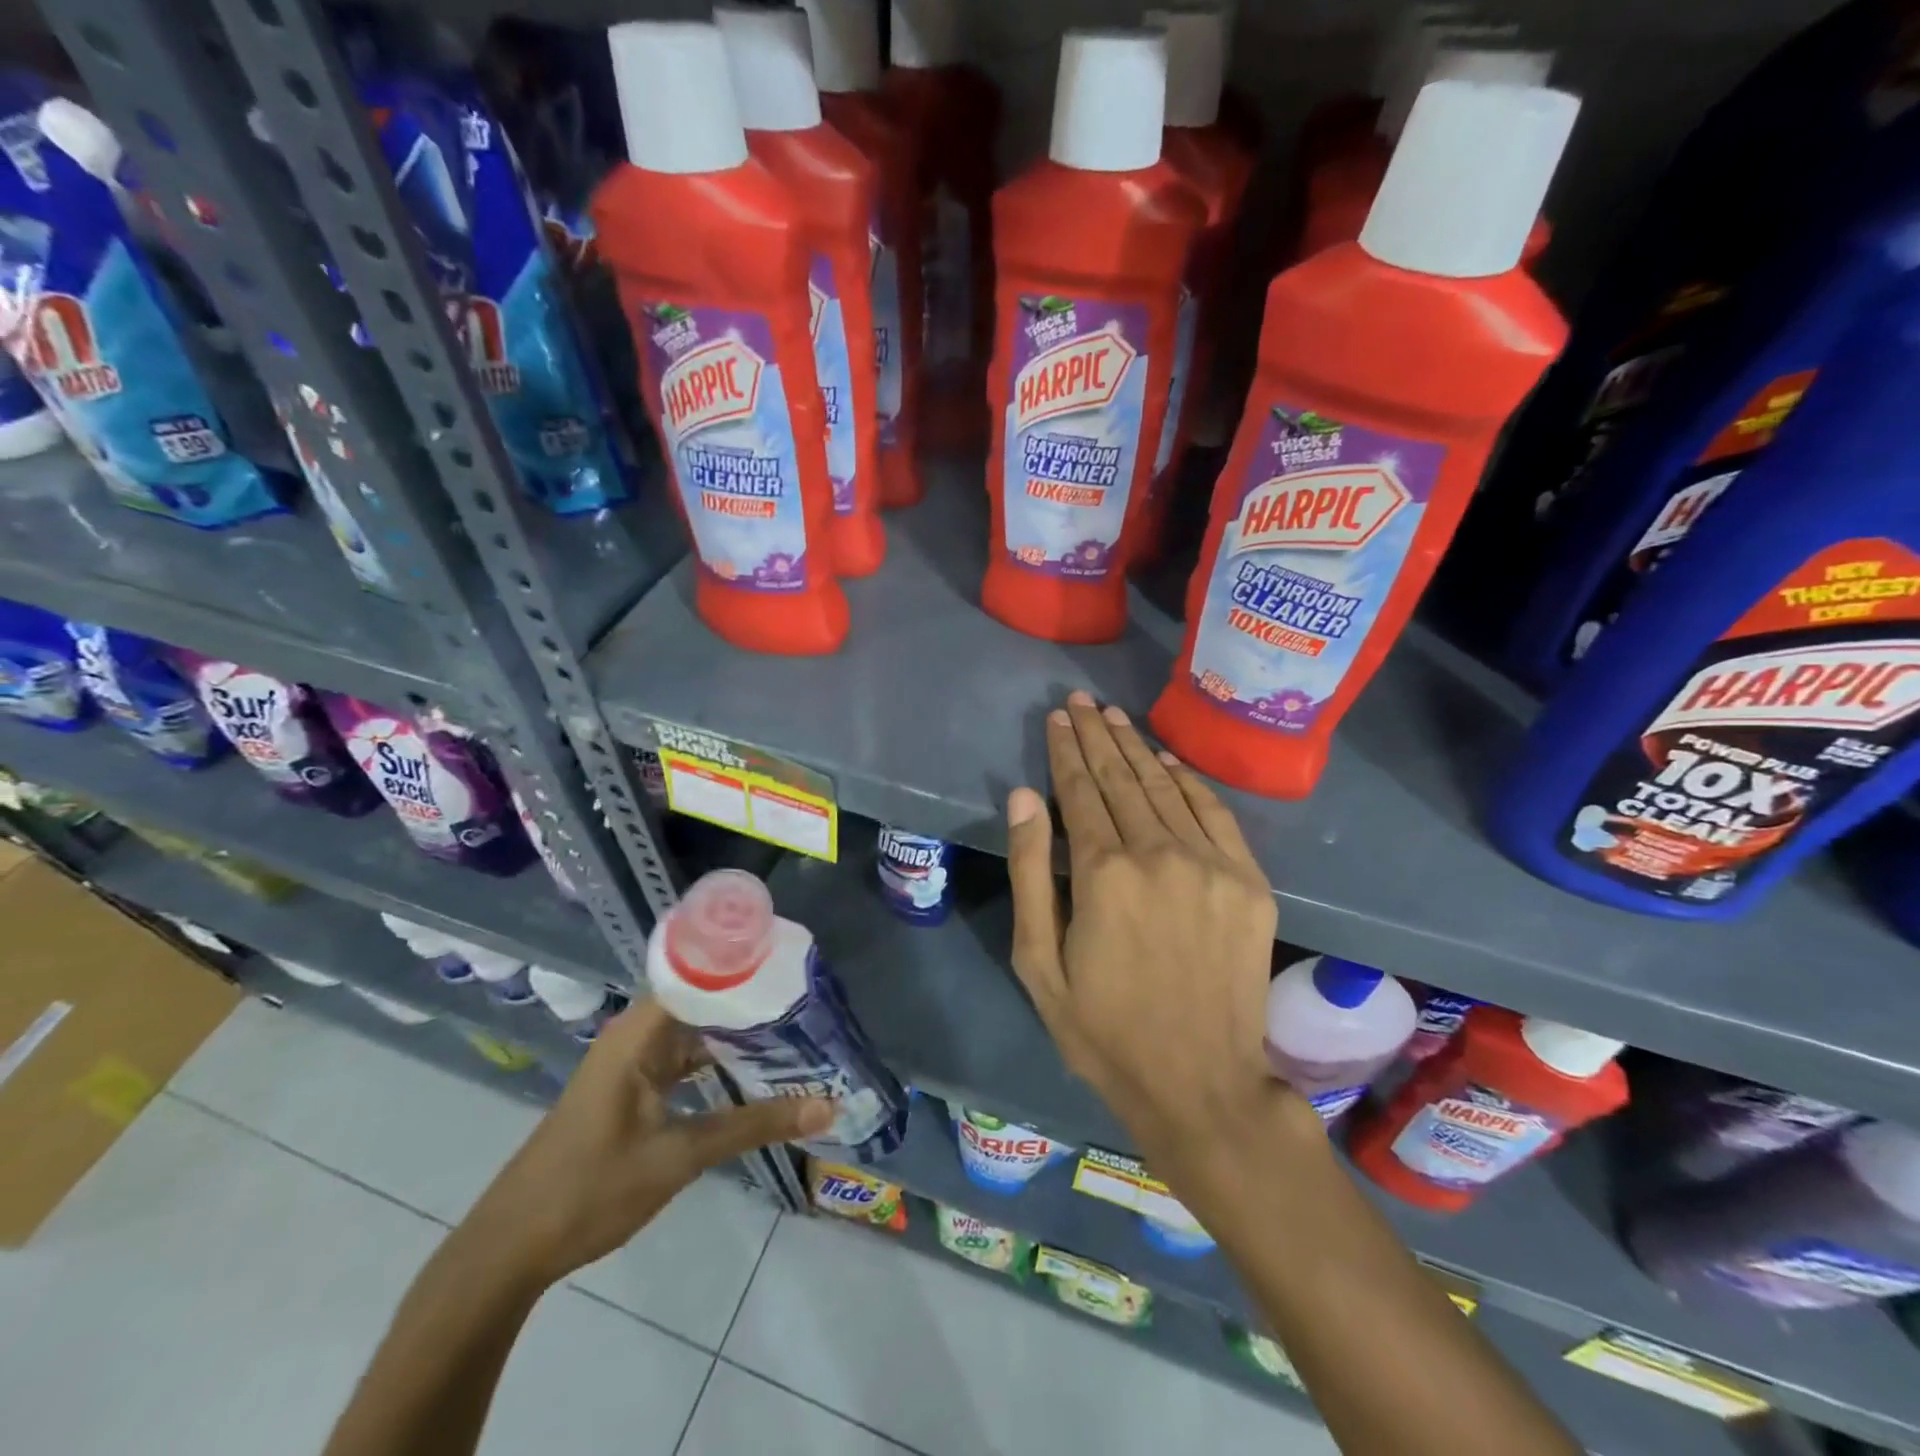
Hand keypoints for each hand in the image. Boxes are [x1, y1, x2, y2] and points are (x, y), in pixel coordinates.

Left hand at [466, 1000, 831, 1285]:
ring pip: (696, 1032)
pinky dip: (717, 1062)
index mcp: (640, 1032)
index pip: (704, 976)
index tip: (796, 971)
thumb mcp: (680, 1156)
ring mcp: (631, 1062)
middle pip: (704, 1001)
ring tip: (795, 1034)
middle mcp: (636, 1035)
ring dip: (738, 1036)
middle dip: (755, 1005)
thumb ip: (754, 1126)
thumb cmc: (591, 1190)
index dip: (750, 970)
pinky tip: (754, 1073)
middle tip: (810, 1007)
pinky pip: (683, 1059)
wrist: (509, 1250)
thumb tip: (828, 1106)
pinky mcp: (630, 1088)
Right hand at [1005, 691, 1290, 1177]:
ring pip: (1166, 788)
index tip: (1058, 717)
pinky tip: (1168, 762)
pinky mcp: (1249, 883)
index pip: (1080, 791)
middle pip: (1121, 778)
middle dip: (1098, 735)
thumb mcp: (1039, 962)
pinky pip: (1215, 814)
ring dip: (1138, 749)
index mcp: (1104, 874)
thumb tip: (1024, 797)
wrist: (1201, 1084)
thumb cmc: (1103, 1029)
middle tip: (1083, 701)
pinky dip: (1188, 782)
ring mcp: (1212, 865)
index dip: (1066, 751)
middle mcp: (1159, 854)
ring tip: (1116, 718)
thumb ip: (1031, 872)